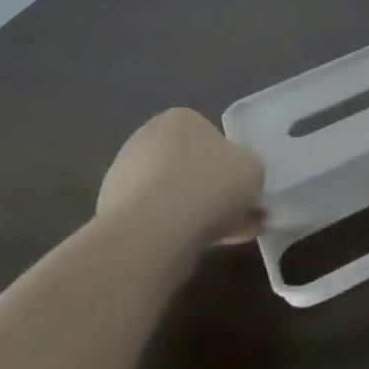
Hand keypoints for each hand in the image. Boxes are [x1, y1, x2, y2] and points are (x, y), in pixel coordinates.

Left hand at [96, 108, 265, 242]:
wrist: (153, 233)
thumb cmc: (210, 184)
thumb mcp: (253, 168)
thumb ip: (248, 169)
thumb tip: (237, 180)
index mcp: (179, 119)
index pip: (210, 136)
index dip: (232, 162)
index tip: (244, 185)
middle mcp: (146, 141)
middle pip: (192, 168)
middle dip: (217, 192)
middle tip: (244, 213)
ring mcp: (126, 179)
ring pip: (177, 197)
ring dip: (204, 215)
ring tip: (234, 238)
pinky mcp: (115, 216)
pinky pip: (160, 221)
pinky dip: (183, 232)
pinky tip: (209, 248)